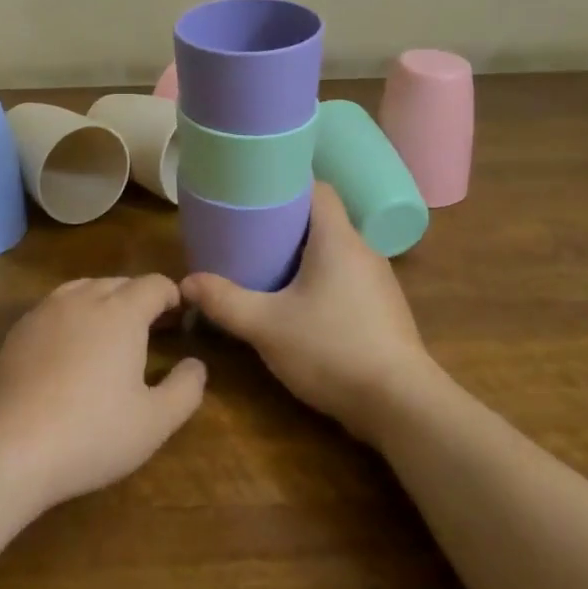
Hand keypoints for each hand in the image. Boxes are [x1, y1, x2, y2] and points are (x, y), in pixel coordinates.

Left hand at [0, 275, 206, 508]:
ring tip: (112, 334)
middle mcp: (83, 298)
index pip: (155, 284)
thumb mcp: (155, 422)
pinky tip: (71, 348)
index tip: (181, 321)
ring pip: (84, 289)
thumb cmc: (93, 433)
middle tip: (153, 331)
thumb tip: (196, 364)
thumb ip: (186, 388)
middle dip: (141, 299)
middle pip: (120, 283)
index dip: (173, 297)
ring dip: (105, 302)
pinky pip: (55, 307)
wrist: (11, 447)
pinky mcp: (19, 329)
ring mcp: (46, 310)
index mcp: (121, 312)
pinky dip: (73, 316)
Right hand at [181, 183, 440, 444]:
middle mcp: (364, 251)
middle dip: (286, 223)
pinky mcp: (384, 310)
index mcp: (338, 239)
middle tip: (248, 232)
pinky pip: (346, 278)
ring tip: (268, 266)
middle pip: (323, 220)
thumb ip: (224, 301)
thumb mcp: (266, 326)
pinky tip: (300, 304)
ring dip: (304, 254)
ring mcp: (379, 282)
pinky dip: (321, 279)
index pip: (317, 188)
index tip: (254, 192)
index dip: (286, 183)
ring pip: (335, 251)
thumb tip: (186, 283)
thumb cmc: (332, 350)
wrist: (401, 405)